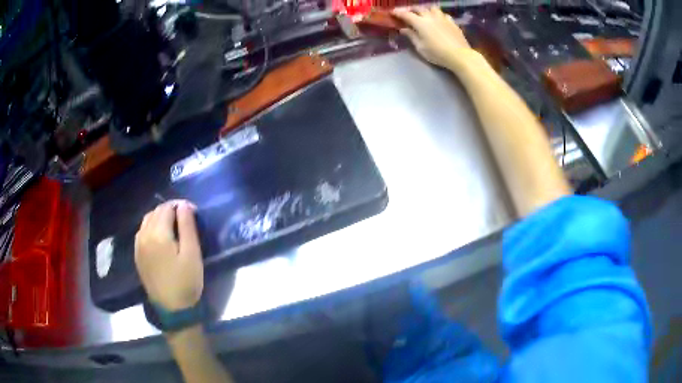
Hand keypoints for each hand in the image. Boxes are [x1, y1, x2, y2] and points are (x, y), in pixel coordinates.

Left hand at [135, 200, 202, 310]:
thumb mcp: (192, 253)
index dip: (181, 206)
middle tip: (185, 218)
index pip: (167, 207)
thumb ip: (187, 226)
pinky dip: (151, 227)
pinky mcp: (137, 255)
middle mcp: (144, 235)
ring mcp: (138, 246)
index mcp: (158, 233)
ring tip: (173, 226)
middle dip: (170, 210)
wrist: (173, 309)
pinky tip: (160, 237)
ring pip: (147, 220)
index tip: (193, 213)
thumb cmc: (186, 281)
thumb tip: (184, 204)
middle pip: (155, 212)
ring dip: (159, 217)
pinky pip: (142, 232)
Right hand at [392, 7, 472, 67]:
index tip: (392, 13)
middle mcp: (431, 17)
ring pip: (432, 8)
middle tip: (408, 14)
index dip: (398, 13)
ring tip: (425, 14)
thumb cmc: (437, 53)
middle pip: (419, 8)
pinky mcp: (452, 23)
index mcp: (420, 23)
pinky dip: (438, 15)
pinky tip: (439, 19)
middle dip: (411, 10)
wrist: (460, 55)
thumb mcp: (421, 47)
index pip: (406, 14)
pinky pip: (443, 14)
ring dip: (426, 10)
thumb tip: (403, 29)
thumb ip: (411, 36)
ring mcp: (443, 18)